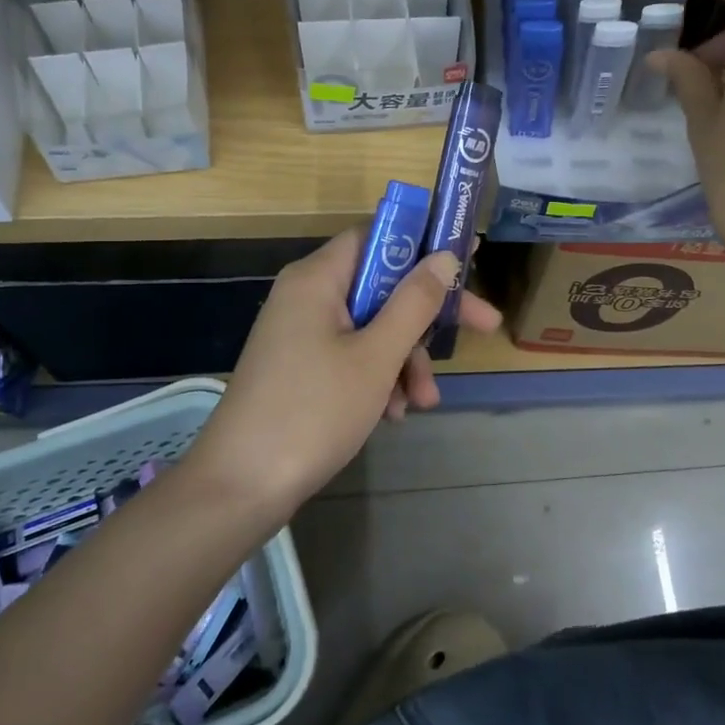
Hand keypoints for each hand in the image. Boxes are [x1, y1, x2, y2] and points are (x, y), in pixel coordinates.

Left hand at [188, 229, 502, 517]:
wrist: (241, 487)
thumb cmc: (313, 411)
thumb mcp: (376, 356)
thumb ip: (415, 303)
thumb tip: (445, 257)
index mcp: (317, 279)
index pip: (378, 237)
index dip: (424, 245)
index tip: (468, 263)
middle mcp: (307, 296)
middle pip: (381, 286)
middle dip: (425, 318)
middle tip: (482, 328)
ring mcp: (301, 334)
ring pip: (372, 328)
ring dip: (404, 360)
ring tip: (422, 402)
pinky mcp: (301, 368)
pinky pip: (352, 356)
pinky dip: (378, 378)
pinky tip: (392, 415)